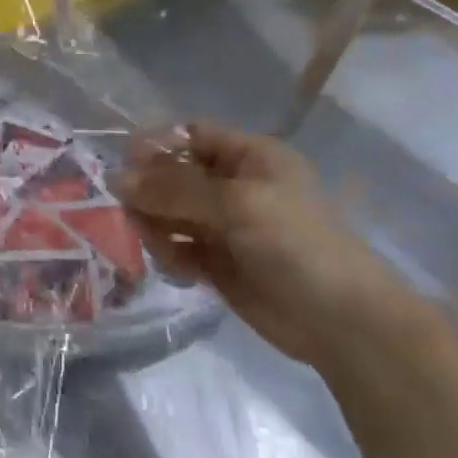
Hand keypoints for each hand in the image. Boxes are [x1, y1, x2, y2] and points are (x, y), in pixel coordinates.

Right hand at [116, 122, 418, 372]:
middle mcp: (235, 186)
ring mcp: (224, 225)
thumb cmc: (296, 244)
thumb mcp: (236, 203)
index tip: (123, 161)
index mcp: (250, 158)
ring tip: (153, 240)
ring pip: (170, 211)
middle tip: (126, 207)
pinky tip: (174, 264)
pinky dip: (168, 251)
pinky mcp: (216, 262)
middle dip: (149, 188)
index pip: (193, 136)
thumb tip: (117, 179)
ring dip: (154, 222)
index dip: (158, 144)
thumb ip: (174, 189)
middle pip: (175, 174)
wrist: (341, 321)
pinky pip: (178, 246)